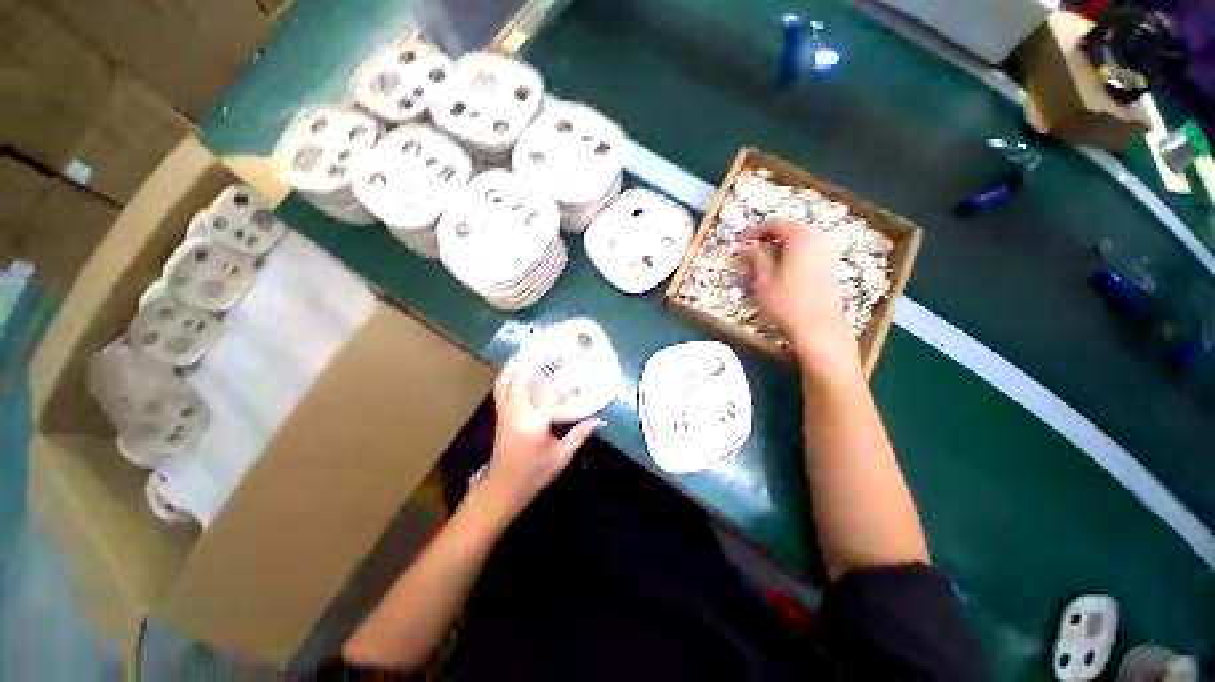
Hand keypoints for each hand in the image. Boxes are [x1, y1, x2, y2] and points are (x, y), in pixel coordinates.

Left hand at [482, 359, 600, 514]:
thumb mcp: (561, 457)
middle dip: (532, 361)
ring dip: (515, 364)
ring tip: (528, 350)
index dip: (562, 381)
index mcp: (533, 424)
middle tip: (545, 347)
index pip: (548, 394)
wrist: (503, 489)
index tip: (574, 370)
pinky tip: (517, 367)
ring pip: (505, 381)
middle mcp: (516, 413)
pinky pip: (500, 388)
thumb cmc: (534, 474)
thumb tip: (600, 420)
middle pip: (520, 380)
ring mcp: (504, 412)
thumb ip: (579, 435)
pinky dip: (507, 374)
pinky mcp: (500, 414)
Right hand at [741, 219, 859, 374]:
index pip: (775, 224)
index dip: (754, 231)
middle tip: (746, 259)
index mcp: (801, 237)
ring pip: (794, 248)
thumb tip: (747, 246)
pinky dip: (786, 263)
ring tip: (755, 273)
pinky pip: (803, 257)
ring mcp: (825, 254)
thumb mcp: (763, 280)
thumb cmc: (787, 302)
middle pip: (786, 234)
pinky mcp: (828, 268)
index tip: (739, 242)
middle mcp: (817, 239)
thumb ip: (755, 258)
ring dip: (773, 257)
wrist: (819, 327)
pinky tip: (773, 279)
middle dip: (763, 245)